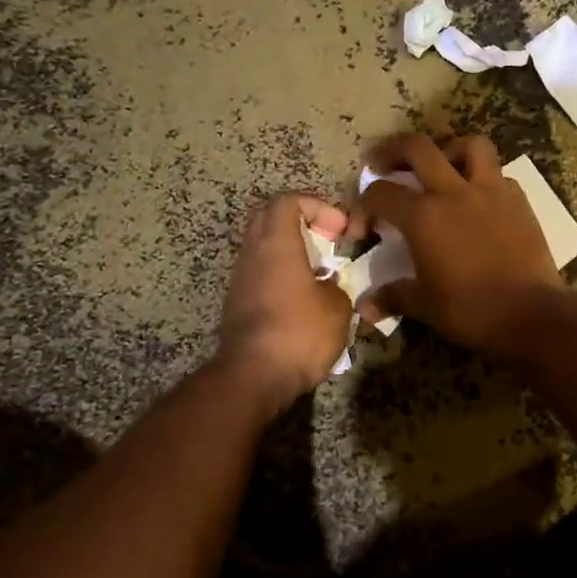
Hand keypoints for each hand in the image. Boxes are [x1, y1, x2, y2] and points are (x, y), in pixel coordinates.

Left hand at [214, 194, 354, 410]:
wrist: (252, 377)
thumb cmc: (299, 332)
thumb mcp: (338, 308)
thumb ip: (337, 287)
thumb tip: (329, 286)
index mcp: (277, 243)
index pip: (288, 200)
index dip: (318, 205)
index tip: (340, 230)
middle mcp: (253, 253)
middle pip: (270, 218)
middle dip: (302, 222)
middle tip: (328, 242)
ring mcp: (240, 279)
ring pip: (264, 247)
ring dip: (291, 251)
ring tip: (319, 274)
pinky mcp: (237, 303)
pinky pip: (260, 273)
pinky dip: (281, 274)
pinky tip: (303, 300)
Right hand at [357, 133, 567, 357]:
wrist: (532, 315)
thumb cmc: (471, 311)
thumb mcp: (425, 305)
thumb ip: (393, 296)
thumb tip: (365, 308)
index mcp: (424, 216)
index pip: (381, 193)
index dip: (363, 206)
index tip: (364, 229)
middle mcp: (454, 192)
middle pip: (418, 147)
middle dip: (393, 149)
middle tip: (383, 163)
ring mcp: (491, 191)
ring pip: (470, 146)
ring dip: (449, 149)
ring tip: (441, 166)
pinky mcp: (519, 201)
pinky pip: (498, 174)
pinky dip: (483, 178)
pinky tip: (478, 198)